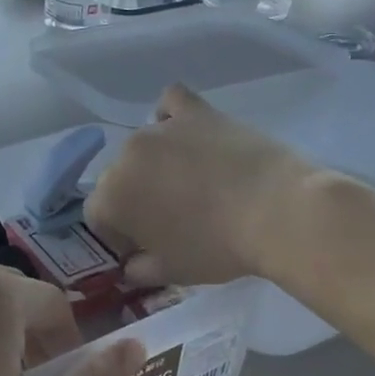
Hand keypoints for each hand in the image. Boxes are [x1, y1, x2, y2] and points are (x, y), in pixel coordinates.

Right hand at [84, 84, 316, 287]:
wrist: (276, 211)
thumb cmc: (218, 248)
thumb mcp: (174, 272)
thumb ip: (141, 270)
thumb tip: (133, 265)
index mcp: (112, 197)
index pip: (98, 216)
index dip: (118, 236)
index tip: (144, 249)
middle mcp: (126, 155)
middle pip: (118, 178)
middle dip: (135, 199)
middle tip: (170, 220)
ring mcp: (160, 128)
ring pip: (142, 146)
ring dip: (153, 164)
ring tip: (186, 181)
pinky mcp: (195, 111)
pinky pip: (171, 104)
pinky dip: (172, 117)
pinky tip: (187, 134)